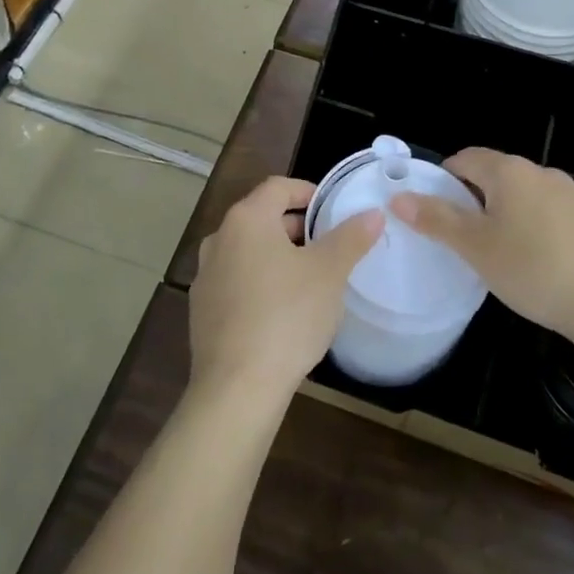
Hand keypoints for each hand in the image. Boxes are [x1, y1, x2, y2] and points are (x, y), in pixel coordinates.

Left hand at [188, 176, 382, 409]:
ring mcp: (205, 276)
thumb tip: (372, 213)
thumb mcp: (329, 273)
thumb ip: (351, 238)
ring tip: (309, 279)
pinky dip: (259, 283)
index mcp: (246, 220)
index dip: (306, 191)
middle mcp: (218, 239)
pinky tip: (281, 312)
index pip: (277, 187)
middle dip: (295, 228)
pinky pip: (236, 282)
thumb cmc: (287, 315)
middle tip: (327, 246)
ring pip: (247, 252)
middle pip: (261, 218)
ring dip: (277, 256)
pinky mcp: (201, 310)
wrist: (237, 386)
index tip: (330, 208)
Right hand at [388, 148, 573, 348]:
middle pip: (498, 175)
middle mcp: (543, 171)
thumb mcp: (475, 248)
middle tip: (470, 240)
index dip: (445, 180)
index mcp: (509, 172)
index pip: (464, 159)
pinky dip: (545, 225)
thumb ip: (436, 219)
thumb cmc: (533, 271)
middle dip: (479, 200)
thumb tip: (398, 196)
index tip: (438, 214)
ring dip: (513, 212)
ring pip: (530, 194)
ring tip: (510, 253)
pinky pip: (558, 211)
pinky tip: (549, 258)